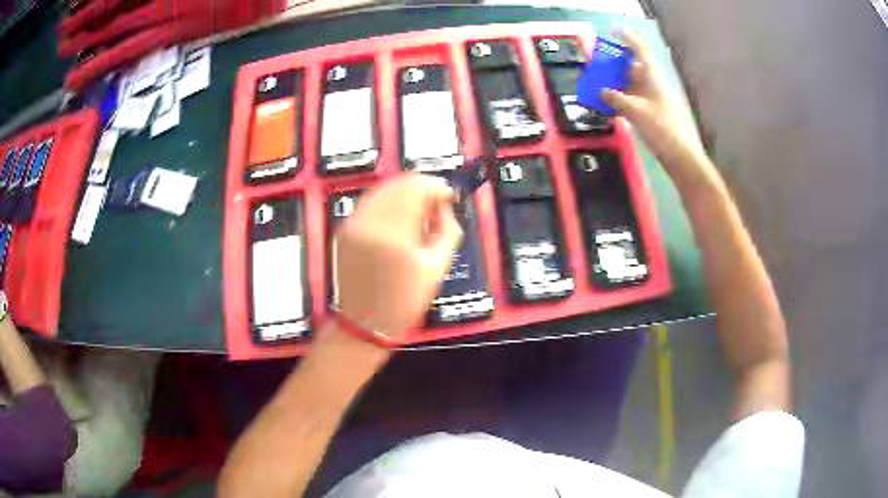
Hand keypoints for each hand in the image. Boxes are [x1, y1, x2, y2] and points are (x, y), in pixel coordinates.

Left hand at [332, 174, 462, 340]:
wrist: (364, 324)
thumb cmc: (403, 303)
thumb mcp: (437, 267)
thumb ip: (448, 229)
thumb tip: (445, 206)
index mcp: (394, 234)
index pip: (418, 188)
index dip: (438, 187)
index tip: (449, 196)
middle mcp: (369, 222)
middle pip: (400, 183)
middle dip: (423, 189)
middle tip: (436, 206)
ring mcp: (353, 224)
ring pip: (385, 189)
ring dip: (406, 195)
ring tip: (419, 216)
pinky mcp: (346, 229)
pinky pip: (371, 203)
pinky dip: (390, 205)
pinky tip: (400, 222)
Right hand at [601, 32, 714, 189]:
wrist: (682, 157)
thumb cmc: (663, 130)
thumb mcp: (637, 112)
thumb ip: (617, 99)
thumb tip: (603, 91)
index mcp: (653, 77)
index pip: (640, 50)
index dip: (628, 38)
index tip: (614, 31)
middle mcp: (653, 85)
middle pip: (632, 67)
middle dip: (615, 64)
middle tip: (597, 65)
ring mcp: (653, 100)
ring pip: (631, 84)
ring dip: (615, 83)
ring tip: (597, 84)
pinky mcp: (652, 114)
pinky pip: (632, 100)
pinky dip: (620, 99)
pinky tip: (609, 104)